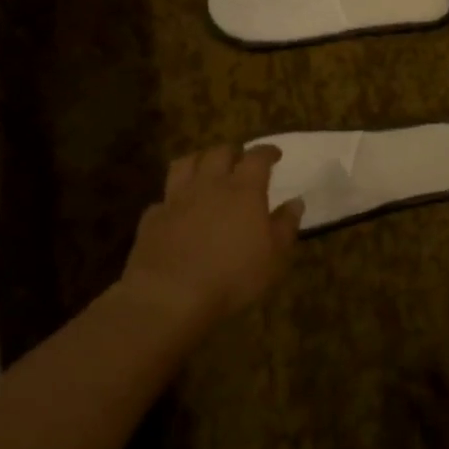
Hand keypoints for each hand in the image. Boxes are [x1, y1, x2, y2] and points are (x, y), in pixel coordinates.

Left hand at [121, 145, 305, 329]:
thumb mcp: (274, 256)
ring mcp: (177, 199)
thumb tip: (296, 201)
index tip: (274, 154)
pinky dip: (172, 199)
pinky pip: (163, 199)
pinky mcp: (152, 218)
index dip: (267, 151)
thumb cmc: (233, 276)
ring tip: (205, 169)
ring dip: (198, 161)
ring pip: (185, 164)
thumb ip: (286, 225)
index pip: (257, 157)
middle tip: (239, 160)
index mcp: (244, 189)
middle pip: (219, 153)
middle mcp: (210, 185)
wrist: (170, 296)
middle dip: (232, 152)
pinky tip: (176, 210)